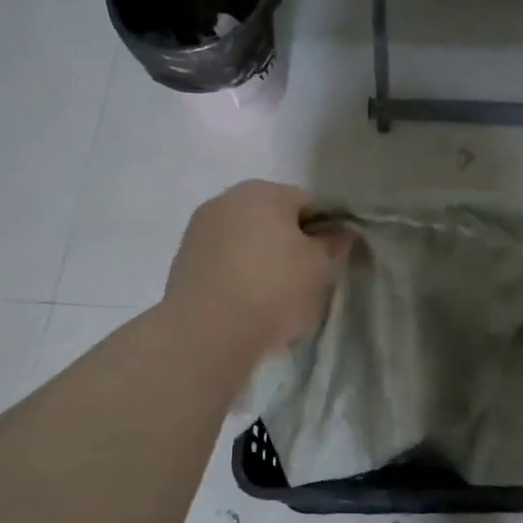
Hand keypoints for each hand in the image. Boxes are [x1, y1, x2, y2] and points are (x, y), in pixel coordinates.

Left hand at [163, 180, 347, 362]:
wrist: (208, 332)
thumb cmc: (274, 288)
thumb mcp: (319, 267)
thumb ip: (332, 244)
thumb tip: (338, 233)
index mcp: (262, 191)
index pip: (307, 202)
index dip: (324, 230)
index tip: (329, 260)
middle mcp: (226, 200)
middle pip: (272, 219)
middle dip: (289, 244)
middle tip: (304, 281)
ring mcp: (199, 231)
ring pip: (246, 242)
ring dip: (262, 260)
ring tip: (274, 299)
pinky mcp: (184, 262)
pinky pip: (224, 263)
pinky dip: (238, 277)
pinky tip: (247, 305)